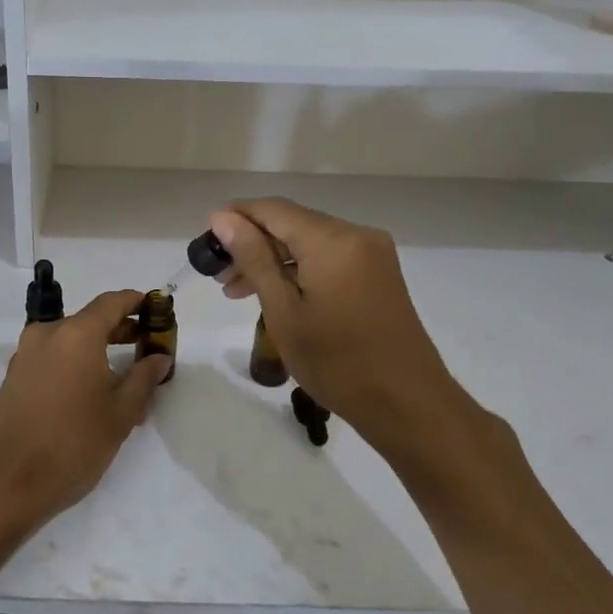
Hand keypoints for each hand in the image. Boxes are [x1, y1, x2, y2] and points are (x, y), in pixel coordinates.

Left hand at [0, 290, 171, 537]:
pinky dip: (74, 365)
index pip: (111, 302)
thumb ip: (143, 378)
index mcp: (76, 334)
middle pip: (89, 320)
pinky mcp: (13, 378)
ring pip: (69, 342)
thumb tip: (159, 357)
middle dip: (119, 329)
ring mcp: (25, 356)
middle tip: (146, 344)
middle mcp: (47, 335)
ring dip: (97, 350)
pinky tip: (90, 393)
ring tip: (123, 377)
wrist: (4, 484)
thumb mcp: (120, 414)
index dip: (136, 302)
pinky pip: (52, 359)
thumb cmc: (72, 444)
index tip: (156, 308)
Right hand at [209, 201, 503, 471]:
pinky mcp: (378, 274)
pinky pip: (329, 258)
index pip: (273, 209)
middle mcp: (356, 235)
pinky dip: (299, 270)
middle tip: (218, 275)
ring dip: (274, 260)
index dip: (236, 217)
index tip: (206, 240)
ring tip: (238, 291)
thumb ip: (254, 258)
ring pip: (310, 243)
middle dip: (252, 243)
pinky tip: (277, 294)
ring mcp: (372, 255)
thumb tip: (223, 218)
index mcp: (333, 239)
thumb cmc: (337, 361)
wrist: (407, 403)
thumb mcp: (283, 310)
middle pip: (292, 224)